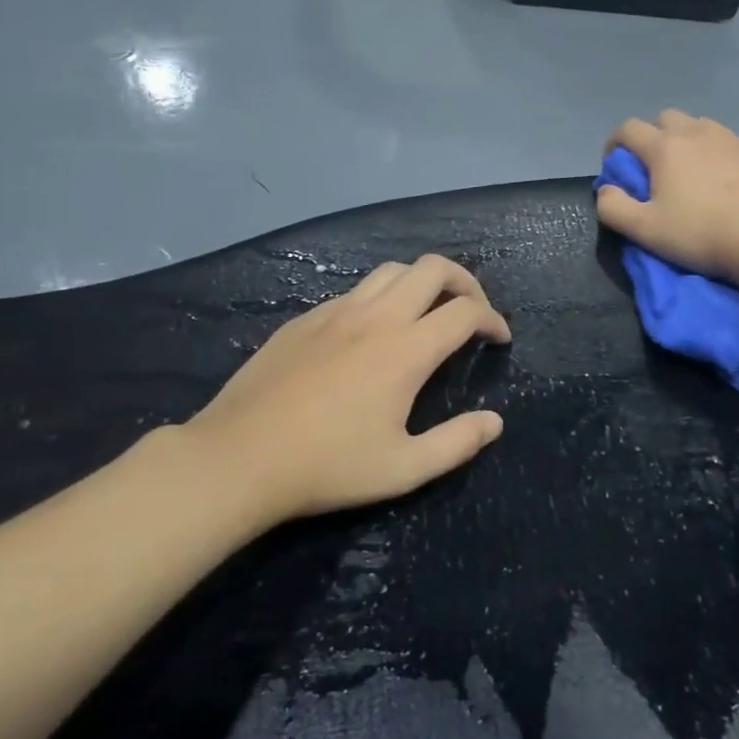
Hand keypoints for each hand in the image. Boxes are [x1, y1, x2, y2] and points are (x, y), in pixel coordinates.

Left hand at [181, 255, 511, 525]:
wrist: (239, 457)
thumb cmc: (327, 466)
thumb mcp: (403, 469)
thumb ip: (457, 443)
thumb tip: (495, 422)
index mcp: (406, 349)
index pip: (465, 311)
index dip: (491, 319)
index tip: (498, 339)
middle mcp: (376, 317)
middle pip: (432, 268)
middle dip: (464, 281)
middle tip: (471, 310)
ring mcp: (336, 312)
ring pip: (391, 270)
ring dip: (421, 282)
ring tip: (426, 312)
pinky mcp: (305, 319)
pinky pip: (355, 291)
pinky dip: (380, 297)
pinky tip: (371, 332)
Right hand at [597, 110, 738, 285]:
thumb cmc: (702, 233)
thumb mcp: (646, 231)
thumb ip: (614, 208)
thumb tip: (605, 191)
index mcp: (665, 147)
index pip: (628, 129)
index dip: (614, 143)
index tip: (614, 165)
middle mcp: (695, 132)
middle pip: (664, 118)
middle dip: (650, 136)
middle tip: (651, 168)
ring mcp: (728, 139)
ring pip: (696, 126)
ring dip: (682, 140)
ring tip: (685, 172)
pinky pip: (722, 140)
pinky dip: (710, 151)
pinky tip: (717, 180)